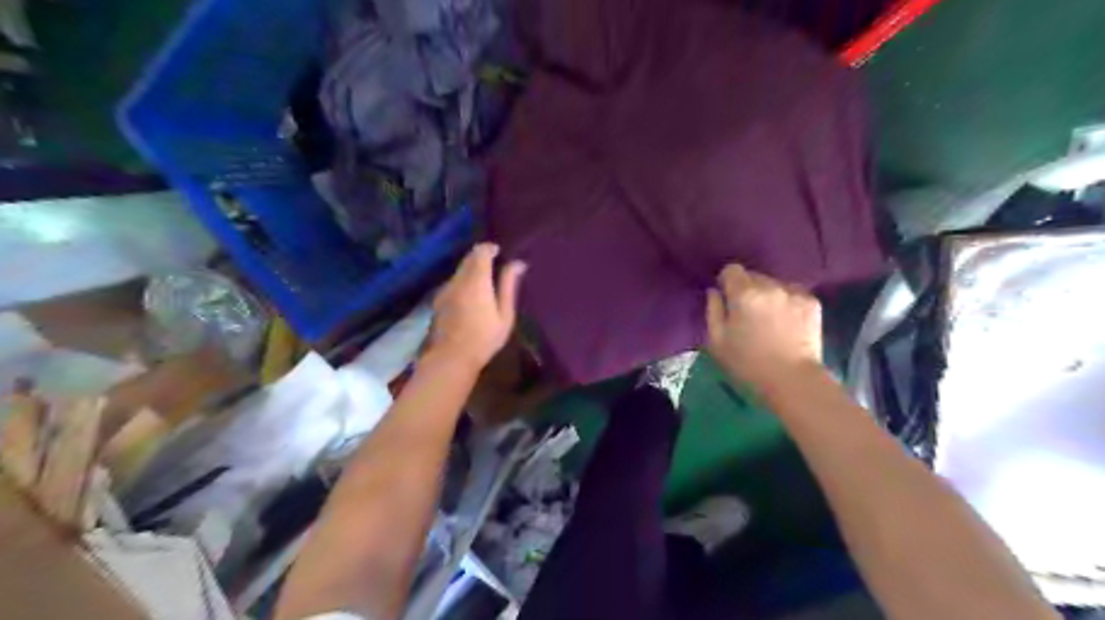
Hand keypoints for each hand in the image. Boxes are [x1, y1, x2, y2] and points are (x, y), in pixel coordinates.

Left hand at [424, 242, 528, 370]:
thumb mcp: (504, 315)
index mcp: (477, 281)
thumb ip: (509, 286)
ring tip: (485, 280)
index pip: (480, 252)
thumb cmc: (484, 338)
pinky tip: (470, 295)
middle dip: (480, 257)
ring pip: (459, 270)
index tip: (500, 252)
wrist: (450, 357)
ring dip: (471, 268)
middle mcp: (458, 279)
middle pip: (468, 258)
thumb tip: (518, 263)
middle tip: (495, 265)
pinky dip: (463, 280)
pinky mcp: (439, 299)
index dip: (490, 248)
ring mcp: (445, 289)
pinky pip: (453, 281)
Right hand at [708, 261, 819, 392]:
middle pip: (753, 276)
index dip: (726, 282)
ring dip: (768, 295)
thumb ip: (713, 311)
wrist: (793, 380)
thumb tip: (714, 292)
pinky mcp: (812, 302)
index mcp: (744, 294)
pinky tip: (786, 322)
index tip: (726, 298)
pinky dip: (787, 302)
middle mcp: (770, 286)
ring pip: (774, 284)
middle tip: (747, 313)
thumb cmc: (748, 364)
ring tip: (769, 318)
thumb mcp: (717, 341)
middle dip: (747, 289)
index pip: (732, 270)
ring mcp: (794, 292)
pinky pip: (793, 293)